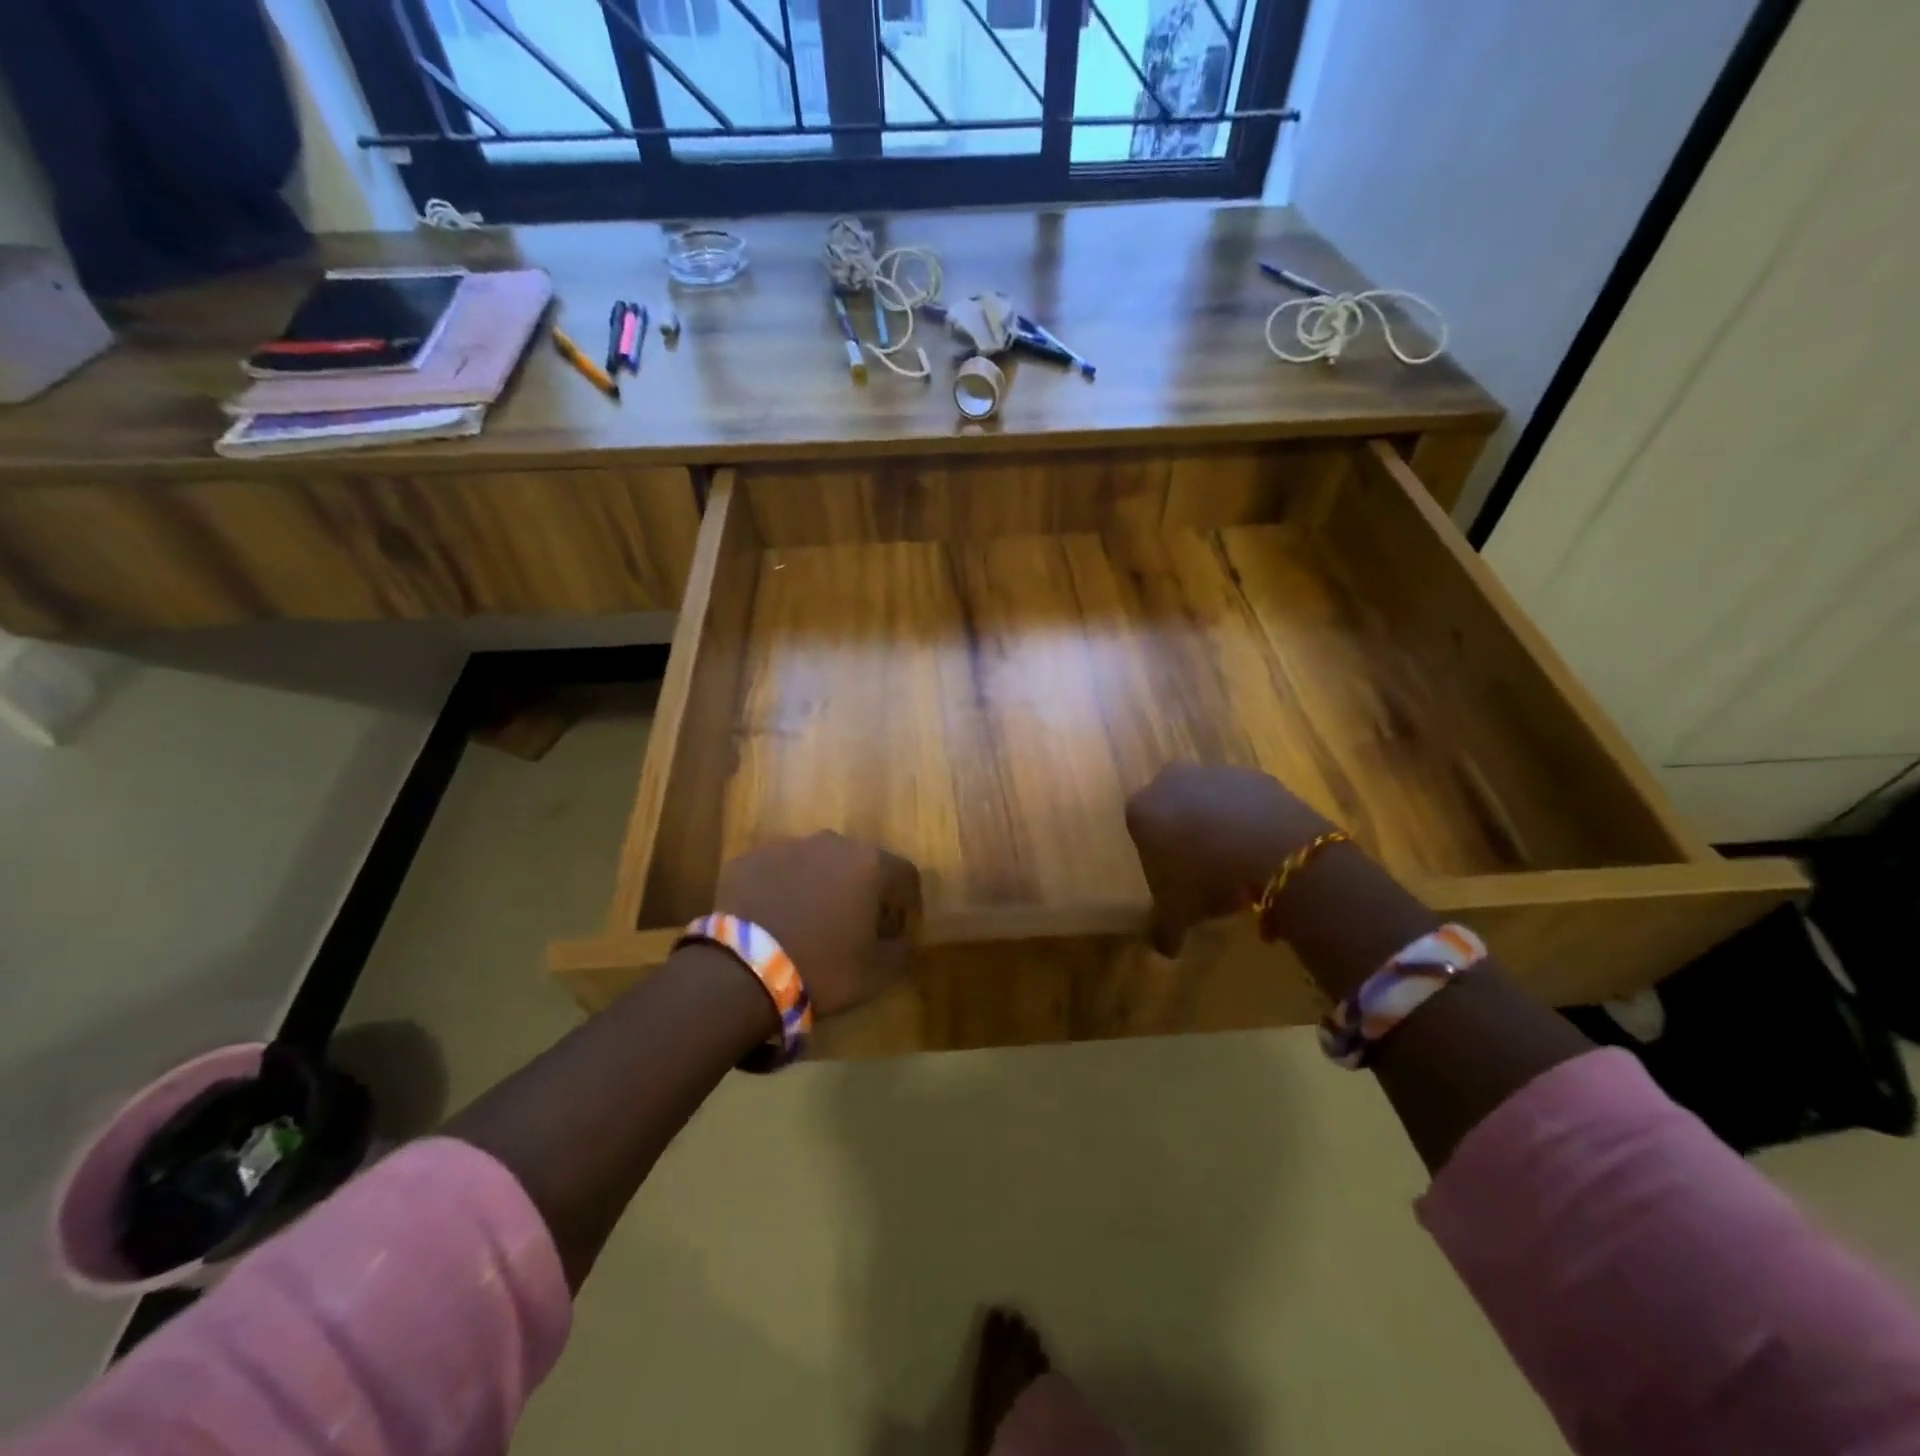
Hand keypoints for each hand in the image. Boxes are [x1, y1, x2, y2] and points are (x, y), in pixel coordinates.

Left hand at [713, 832, 922, 1016]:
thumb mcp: (878, 973)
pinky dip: (783, 888)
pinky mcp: (749, 859)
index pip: (905, 875)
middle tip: (854, 925)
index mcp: (869, 864)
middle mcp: (831, 843)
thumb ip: (902, 949)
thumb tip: (902, 937)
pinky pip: (778, 870)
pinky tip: (775, 919)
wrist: (741, 971)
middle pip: (860, 862)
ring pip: (816, 862)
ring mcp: (786, 846)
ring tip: (810, 922)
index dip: (908, 903)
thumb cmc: (822, 969)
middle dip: (862, 890)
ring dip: (821, 884)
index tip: (897, 930)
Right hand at [1125, 765, 1336, 955]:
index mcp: (1142, 809)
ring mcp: (1215, 773)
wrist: (1273, 850)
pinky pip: (1245, 800)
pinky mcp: (1255, 775)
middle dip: (1183, 828)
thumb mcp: (1178, 913)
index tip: (1172, 879)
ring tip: (1236, 860)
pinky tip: (1261, 848)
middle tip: (1201, 865)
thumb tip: (1165, 949)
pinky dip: (1249, 819)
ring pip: (1209, 798)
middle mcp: (1172, 781)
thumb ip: (1164, 929)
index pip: (1139, 827)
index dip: (1155, 855)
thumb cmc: (1207, 878)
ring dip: (1217, 821)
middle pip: (1172, 805)